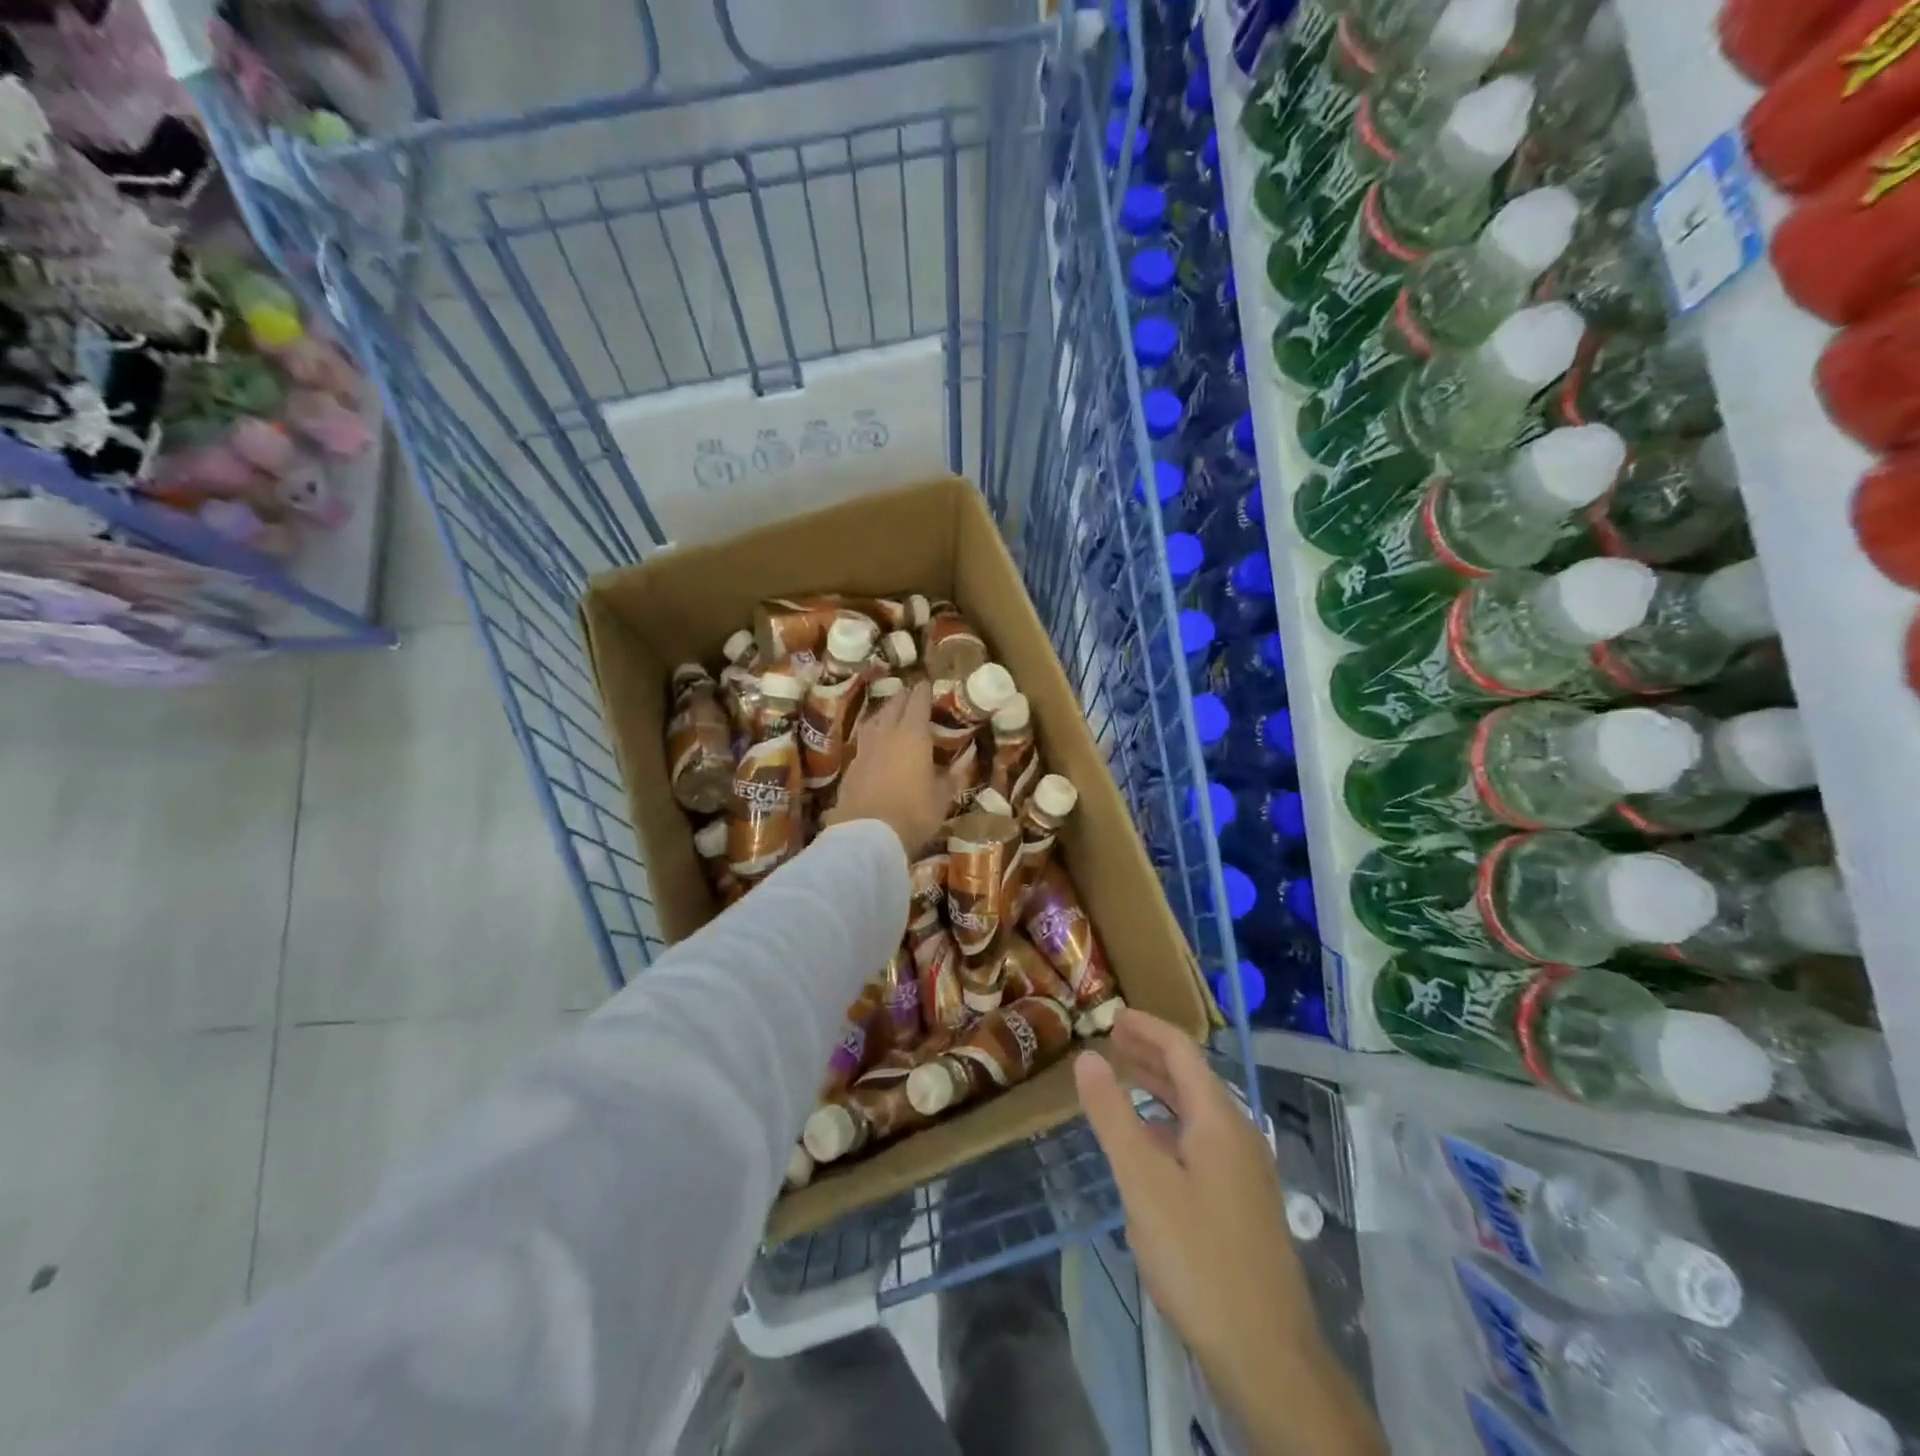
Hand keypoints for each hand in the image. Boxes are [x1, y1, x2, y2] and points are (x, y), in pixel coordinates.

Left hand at [823, 681, 951, 856]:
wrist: (868, 835)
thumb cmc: (914, 813)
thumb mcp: (942, 796)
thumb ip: (954, 773)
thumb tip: (968, 754)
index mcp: (913, 734)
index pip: (918, 701)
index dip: (924, 691)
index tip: (929, 685)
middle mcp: (887, 733)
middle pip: (894, 705)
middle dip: (905, 697)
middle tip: (913, 696)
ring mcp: (865, 748)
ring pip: (875, 719)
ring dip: (885, 712)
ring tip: (893, 713)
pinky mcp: (851, 765)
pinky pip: (864, 739)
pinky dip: (873, 734)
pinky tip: (876, 742)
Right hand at [1077, 1011, 1380, 1455]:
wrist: (1268, 1355)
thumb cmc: (1199, 1257)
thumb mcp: (1143, 1182)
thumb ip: (1113, 1115)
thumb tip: (1087, 1056)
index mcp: (1219, 1119)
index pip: (1182, 1050)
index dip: (1147, 1027)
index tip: (1113, 1015)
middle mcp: (1238, 1134)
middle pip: (1192, 1077)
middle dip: (1151, 1053)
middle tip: (1112, 1040)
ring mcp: (1245, 1171)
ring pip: (1197, 1111)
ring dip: (1160, 1089)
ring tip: (1123, 1080)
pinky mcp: (1243, 1203)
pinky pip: (1202, 1141)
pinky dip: (1170, 1124)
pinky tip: (1148, 1146)